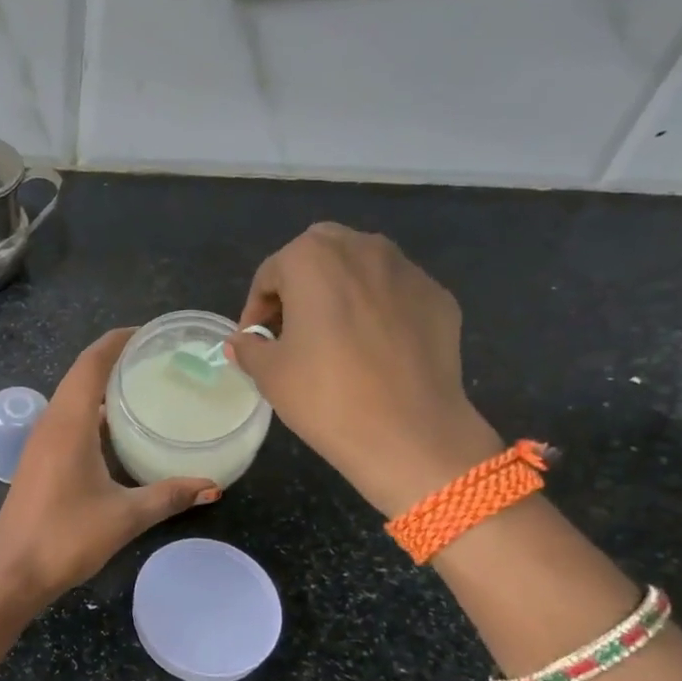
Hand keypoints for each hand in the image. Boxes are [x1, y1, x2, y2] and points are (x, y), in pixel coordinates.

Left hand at [0, 328, 216, 609]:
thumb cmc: (67, 537)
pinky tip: (117, 430)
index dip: (117, 341)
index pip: (91, 363)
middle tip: (157, 359)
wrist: (13, 573)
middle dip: (114, 360)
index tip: (149, 332)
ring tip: (142, 387)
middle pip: (81, 375)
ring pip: (72, 398)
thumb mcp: (125, 515)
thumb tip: (213, 485)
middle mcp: (50, 423)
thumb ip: (169, 496)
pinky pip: (67, 420)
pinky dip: (92, 412)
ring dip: (101, 387)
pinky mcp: (38, 460)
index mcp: (68, 423)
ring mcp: (40, 442)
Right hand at [227, 224, 501, 514]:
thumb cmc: (325, 395)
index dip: (256, 310)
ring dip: (341, 292)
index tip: (255, 342)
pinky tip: (374, 350)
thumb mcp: (269, 373)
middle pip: (319, 256)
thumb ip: (249, 348)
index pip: (270, 274)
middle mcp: (362, 248)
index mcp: (312, 257)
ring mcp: (407, 270)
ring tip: (334, 337)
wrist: (409, 432)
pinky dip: (379, 310)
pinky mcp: (438, 297)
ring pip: (361, 269)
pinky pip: (395, 294)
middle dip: (300, 286)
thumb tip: (242, 343)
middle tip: (292, 330)